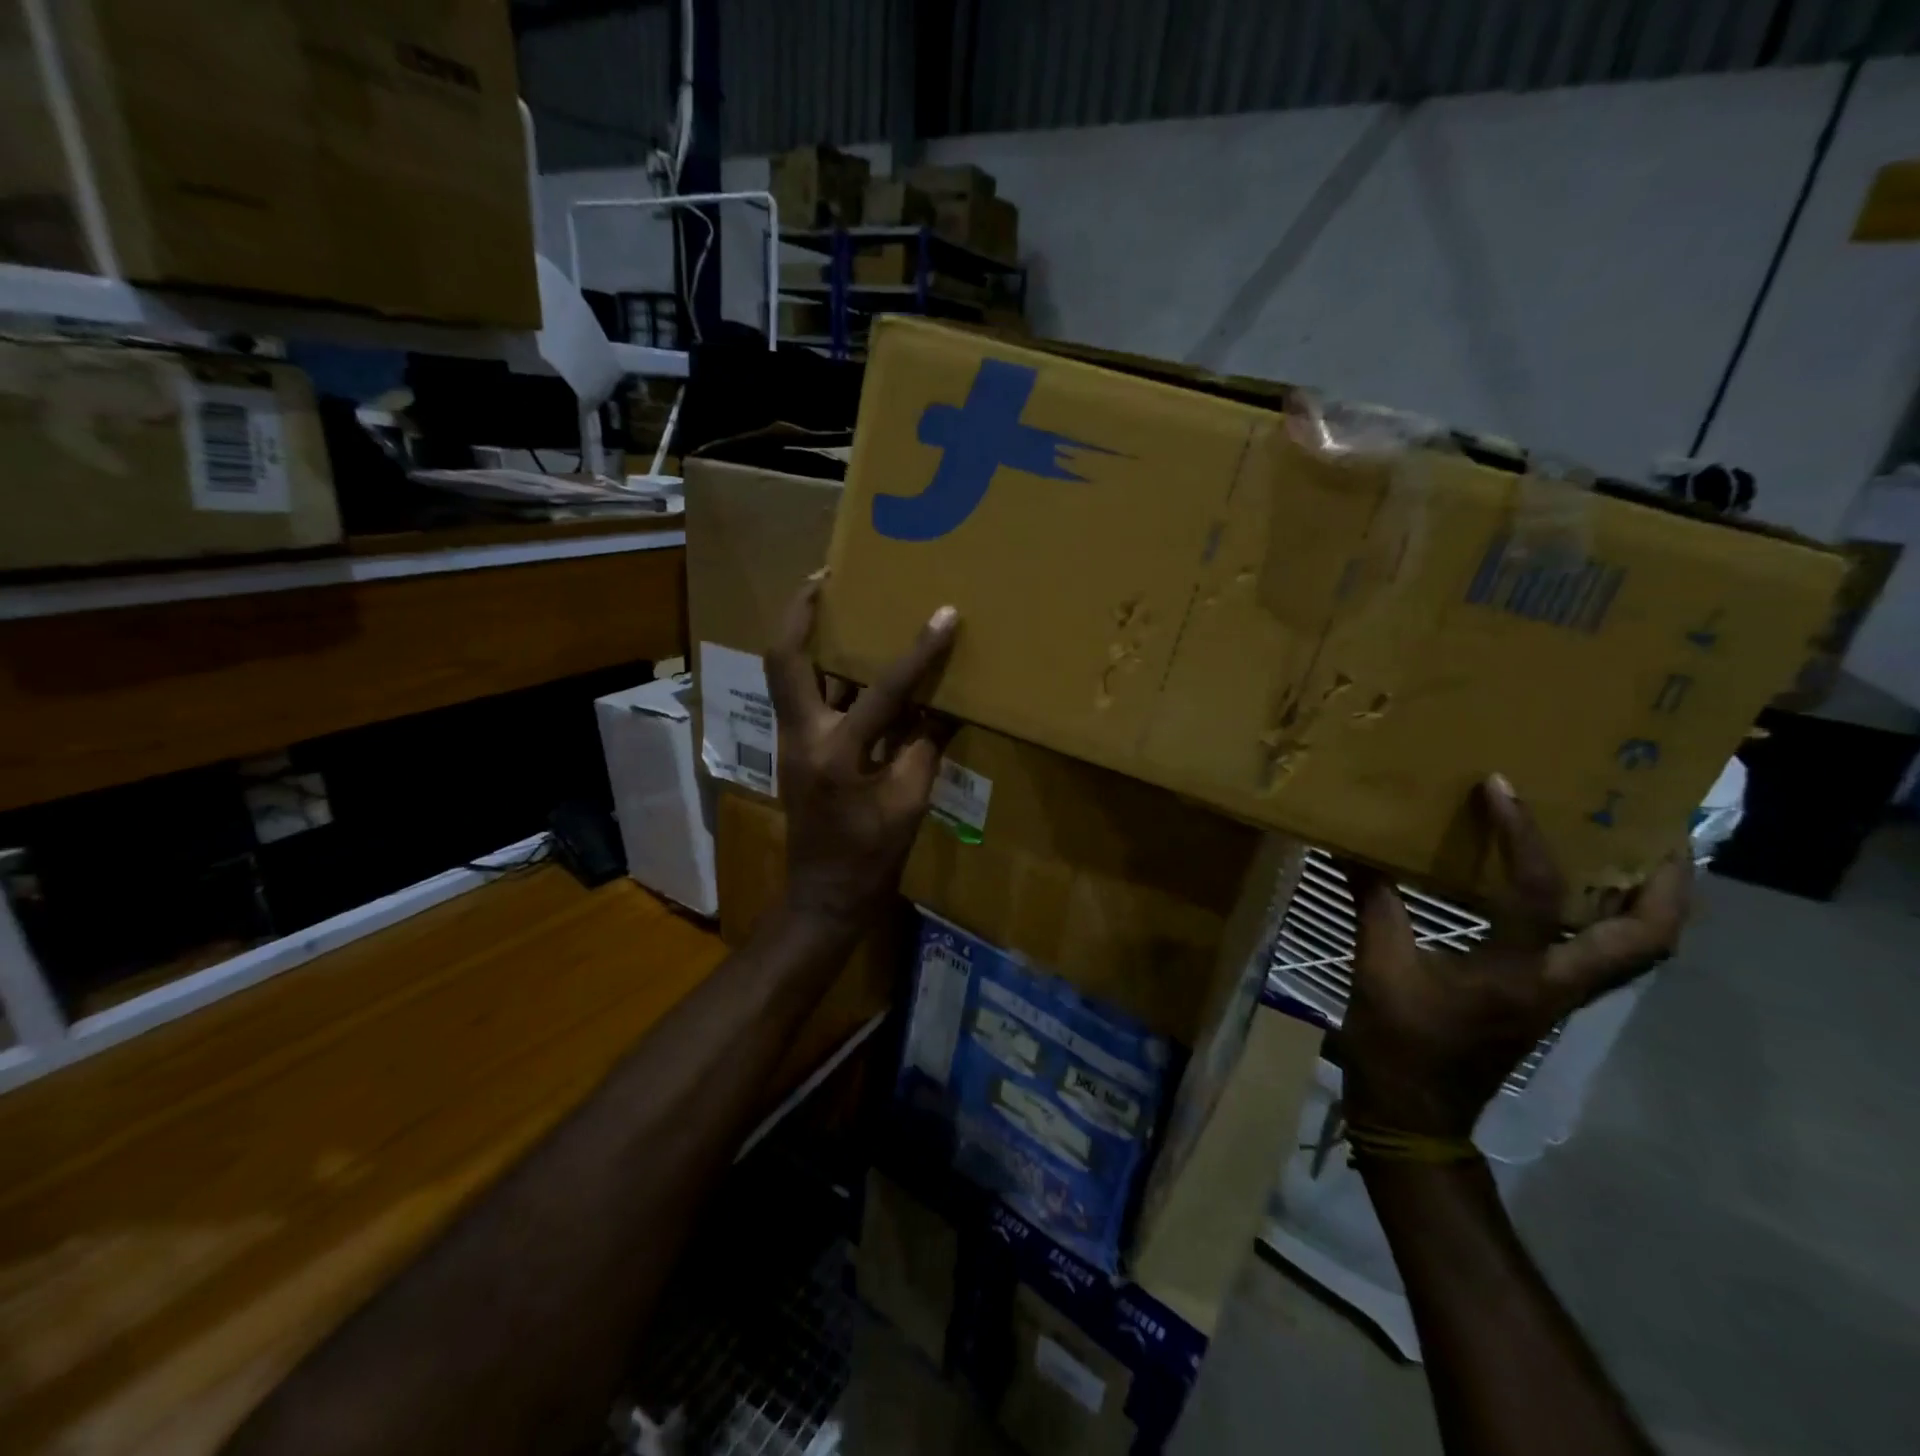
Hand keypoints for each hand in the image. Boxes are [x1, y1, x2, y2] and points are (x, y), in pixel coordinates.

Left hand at [764, 576, 958, 934]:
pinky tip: (853, 662)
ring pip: (790, 675)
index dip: (918, 655)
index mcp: (836, 753)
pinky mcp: (798, 750)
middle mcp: (802, 737)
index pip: (881, 691)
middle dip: (800, 613)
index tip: (943, 616)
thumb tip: (947, 703)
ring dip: (809, 638)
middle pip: (785, 660)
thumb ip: (926, 744)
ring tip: (836, 603)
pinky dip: (828, 675)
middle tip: (825, 576)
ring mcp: (793, 742)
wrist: (826, 895)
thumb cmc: (872, 855)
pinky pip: (808, 699)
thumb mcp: (911, 800)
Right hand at [1339, 774, 1690, 1141]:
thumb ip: (1372, 902)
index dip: (1521, 834)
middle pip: (1648, 937)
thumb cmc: (1397, 1041)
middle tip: (1653, 825)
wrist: (1415, 1112)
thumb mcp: (1376, 966)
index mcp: (1515, 975)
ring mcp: (1559, 997)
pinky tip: (1572, 889)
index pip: (1536, 893)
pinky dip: (1605, 917)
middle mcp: (1557, 985)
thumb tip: (1350, 847)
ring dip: (1649, 900)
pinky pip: (1597, 953)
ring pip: (1636, 950)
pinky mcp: (1545, 1000)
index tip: (1499, 787)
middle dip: (1666, 880)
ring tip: (1631, 849)